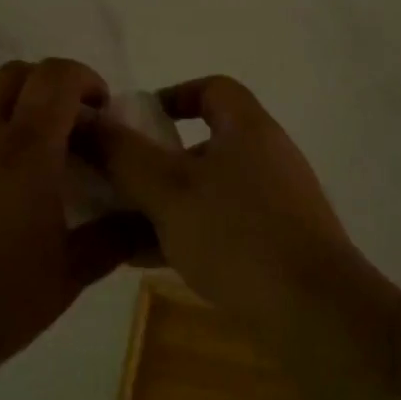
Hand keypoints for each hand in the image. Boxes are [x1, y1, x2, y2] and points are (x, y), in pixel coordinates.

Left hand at [0, 59, 146, 374]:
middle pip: (14, 74)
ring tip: (13, 162)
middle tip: (60, 131)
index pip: (57, 76)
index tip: (96, 109)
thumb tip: (145, 218)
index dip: (84, 79)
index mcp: (26, 149)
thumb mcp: (70, 275)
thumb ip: (114, 237)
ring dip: (5, 113)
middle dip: (45, 88)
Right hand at [89, 75, 365, 309]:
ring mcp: (276, 203)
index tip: (135, 121)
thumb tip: (86, 121)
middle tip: (119, 181)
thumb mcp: (168, 190)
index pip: (211, 89)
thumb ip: (123, 154)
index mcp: (248, 129)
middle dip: (157, 160)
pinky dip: (187, 232)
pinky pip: (222, 225)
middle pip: (205, 143)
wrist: (313, 310)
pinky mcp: (277, 243)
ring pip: (209, 190)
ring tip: (121, 225)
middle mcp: (266, 157)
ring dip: (166, 202)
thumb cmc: (236, 234)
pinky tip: (149, 259)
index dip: (171, 95)